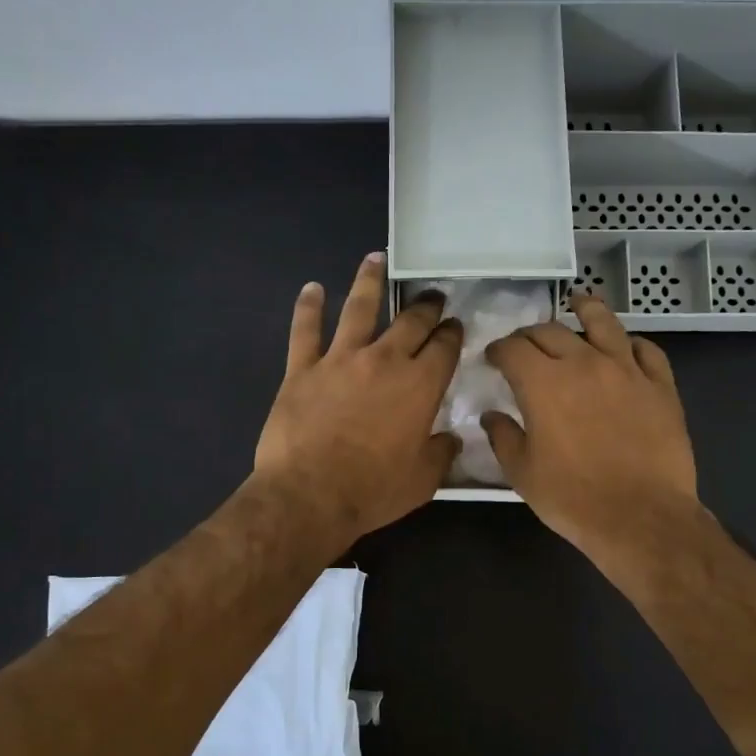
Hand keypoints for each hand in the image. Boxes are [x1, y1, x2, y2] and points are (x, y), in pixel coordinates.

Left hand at [254, 253, 461, 546]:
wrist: (309, 495)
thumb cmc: (373, 491)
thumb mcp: (422, 480)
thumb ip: (440, 454)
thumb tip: (451, 439)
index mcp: (420, 386)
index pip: (444, 348)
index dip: (452, 333)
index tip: (454, 325)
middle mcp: (384, 361)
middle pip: (410, 322)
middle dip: (425, 305)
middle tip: (431, 296)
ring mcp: (340, 359)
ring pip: (359, 308)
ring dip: (370, 281)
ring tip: (376, 259)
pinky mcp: (302, 369)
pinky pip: (305, 330)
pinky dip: (308, 307)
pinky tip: (312, 288)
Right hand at [482, 293, 699, 560]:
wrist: (640, 517)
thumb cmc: (572, 498)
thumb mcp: (522, 473)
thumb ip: (503, 436)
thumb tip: (492, 416)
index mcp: (544, 382)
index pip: (513, 349)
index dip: (498, 349)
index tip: (493, 358)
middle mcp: (584, 363)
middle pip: (551, 331)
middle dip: (530, 335)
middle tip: (524, 346)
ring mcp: (627, 370)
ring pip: (603, 323)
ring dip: (585, 310)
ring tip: (579, 303)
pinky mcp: (660, 385)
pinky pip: (647, 350)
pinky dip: (630, 343)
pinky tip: (625, 346)